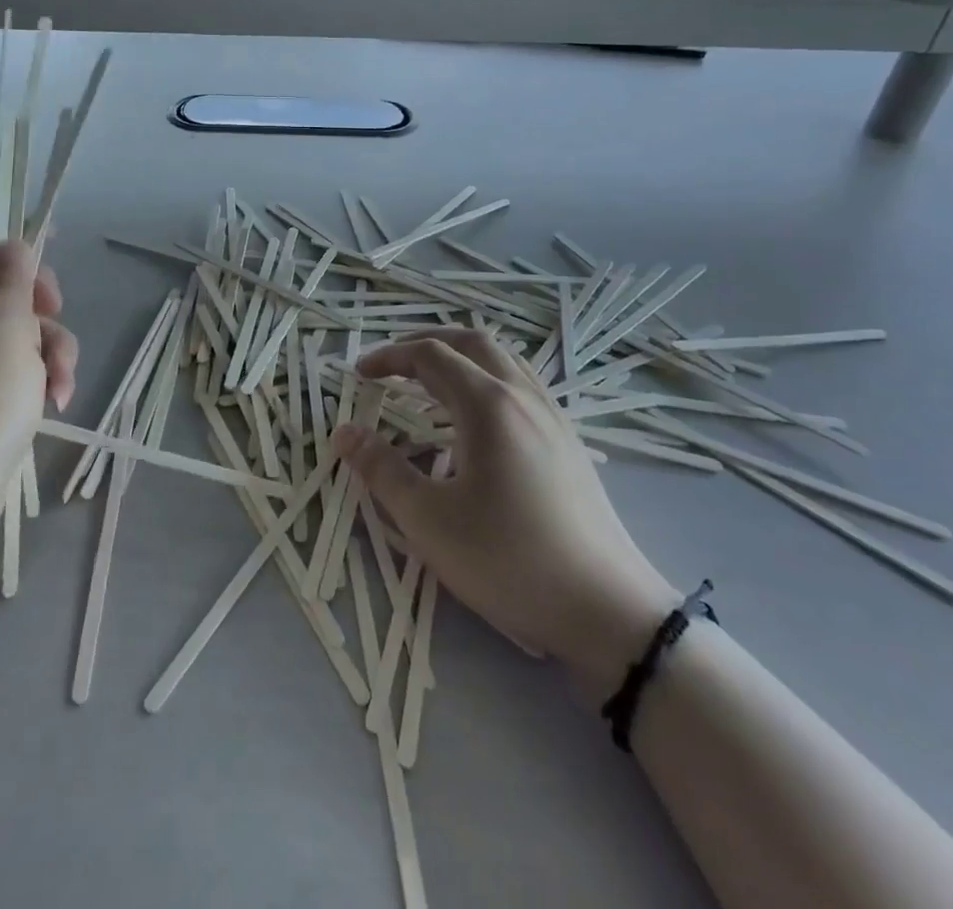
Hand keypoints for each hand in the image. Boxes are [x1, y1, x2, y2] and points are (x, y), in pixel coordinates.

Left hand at [0, 230, 77, 547]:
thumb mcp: (7, 330)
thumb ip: (13, 279)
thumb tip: (13, 246)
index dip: (12, 239)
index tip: (53, 247)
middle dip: (38, 304)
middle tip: (57, 316)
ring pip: (9, 330)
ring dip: (46, 347)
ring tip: (61, 381)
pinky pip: (4, 367)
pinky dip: (32, 377)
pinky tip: (55, 400)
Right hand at [337, 328, 678, 702]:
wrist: (607, 611)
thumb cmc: (509, 561)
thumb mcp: (429, 520)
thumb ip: (381, 470)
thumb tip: (344, 432)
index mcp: (488, 404)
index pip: (431, 355)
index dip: (390, 357)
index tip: (360, 375)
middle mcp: (523, 396)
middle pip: (471, 342)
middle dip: (426, 342)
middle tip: (393, 364)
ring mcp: (553, 416)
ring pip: (503, 359)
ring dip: (461, 356)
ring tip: (432, 381)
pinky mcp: (569, 441)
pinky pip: (522, 384)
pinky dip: (488, 378)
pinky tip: (479, 417)